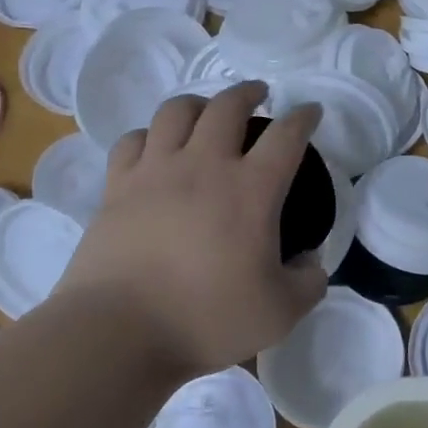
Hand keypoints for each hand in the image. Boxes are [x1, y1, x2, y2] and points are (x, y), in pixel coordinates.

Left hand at [57, 82, 328, 377]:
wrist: (117, 335)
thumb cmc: (206, 320)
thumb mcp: (281, 312)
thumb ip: (309, 282)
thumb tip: (311, 262)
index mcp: (251, 190)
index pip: (287, 136)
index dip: (304, 117)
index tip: (311, 111)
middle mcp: (205, 166)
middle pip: (228, 106)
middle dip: (248, 92)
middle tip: (258, 94)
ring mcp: (155, 172)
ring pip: (176, 112)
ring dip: (198, 103)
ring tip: (206, 110)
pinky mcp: (116, 188)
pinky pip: (132, 141)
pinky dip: (149, 134)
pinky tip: (154, 145)